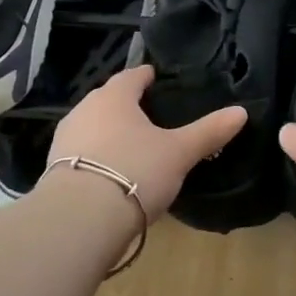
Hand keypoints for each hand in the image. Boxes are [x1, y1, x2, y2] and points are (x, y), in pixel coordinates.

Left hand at [46, 65, 246, 219]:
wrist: (79, 219)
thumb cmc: (135, 171)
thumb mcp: (179, 153)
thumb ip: (209, 131)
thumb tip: (241, 111)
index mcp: (114, 97)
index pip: (132, 75)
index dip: (146, 76)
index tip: (157, 80)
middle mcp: (84, 109)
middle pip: (108, 99)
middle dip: (127, 105)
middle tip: (150, 116)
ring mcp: (65, 139)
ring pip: (92, 126)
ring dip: (109, 131)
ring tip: (132, 146)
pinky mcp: (53, 169)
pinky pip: (81, 153)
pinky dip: (96, 156)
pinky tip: (110, 172)